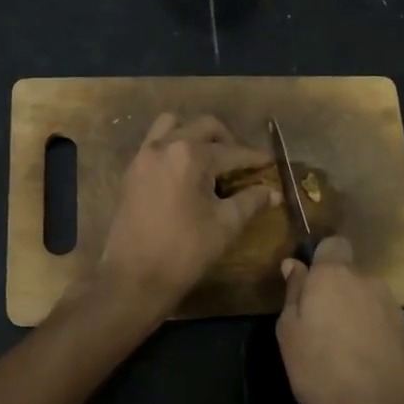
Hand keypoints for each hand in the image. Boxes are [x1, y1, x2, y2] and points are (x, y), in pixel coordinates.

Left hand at [97, 113, 276, 313]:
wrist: (134, 278)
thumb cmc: (185, 251)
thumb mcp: (225, 225)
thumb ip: (250, 202)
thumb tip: (272, 192)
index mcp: (190, 155)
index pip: (231, 151)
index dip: (254, 158)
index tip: (269, 162)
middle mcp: (165, 146)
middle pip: (203, 127)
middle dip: (226, 140)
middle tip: (240, 162)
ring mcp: (143, 157)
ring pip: (172, 125)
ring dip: (194, 135)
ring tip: (209, 160)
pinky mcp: (131, 172)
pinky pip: (155, 143)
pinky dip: (173, 147)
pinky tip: (185, 173)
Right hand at [276, 237, 403, 403]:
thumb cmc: (319, 370)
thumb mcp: (288, 332)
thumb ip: (294, 293)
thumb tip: (295, 265)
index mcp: (335, 275)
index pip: (334, 243)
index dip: (322, 258)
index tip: (309, 283)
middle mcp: (369, 282)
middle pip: (351, 274)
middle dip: (337, 290)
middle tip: (319, 324)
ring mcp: (394, 309)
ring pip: (368, 299)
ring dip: (356, 312)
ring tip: (342, 348)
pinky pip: (383, 324)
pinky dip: (373, 335)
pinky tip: (363, 363)